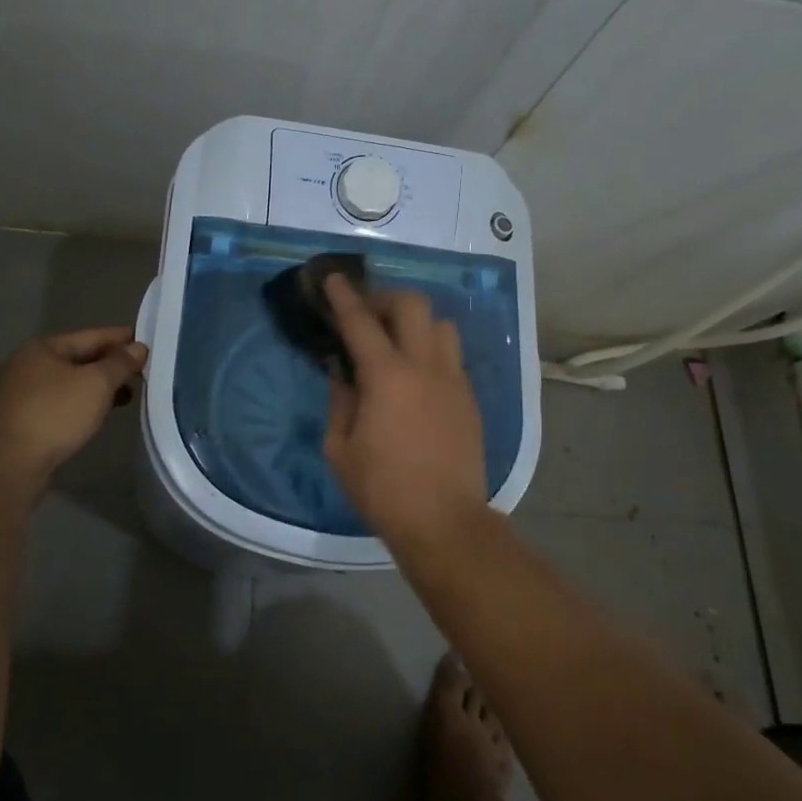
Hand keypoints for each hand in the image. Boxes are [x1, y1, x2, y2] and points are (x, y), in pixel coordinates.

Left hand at [0, 326, 147, 481]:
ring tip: (132, 391)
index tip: (149, 341)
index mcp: (44, 347)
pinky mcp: (30, 417)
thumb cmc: (56, 413)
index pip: (92, 336)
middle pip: (82, 357)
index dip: (122, 339)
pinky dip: (88, 401)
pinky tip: (106, 410)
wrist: (14, 463)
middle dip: (113, 363)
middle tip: (145, 368)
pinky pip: (67, 400)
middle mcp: (32, 364)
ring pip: (75, 381)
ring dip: (103, 385)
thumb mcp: (97, 383)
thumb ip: (121, 363)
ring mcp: (28, 392)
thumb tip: (139, 348)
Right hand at [322, 275, 488, 545]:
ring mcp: (453, 380)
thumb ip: (340, 401)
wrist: (444, 522)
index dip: (344, 296)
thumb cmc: (383, 489)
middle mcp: (425, 366)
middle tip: (367, 315)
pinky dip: (431, 350)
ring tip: (397, 343)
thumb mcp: (340, 449)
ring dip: (416, 323)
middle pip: (413, 305)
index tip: (333, 278)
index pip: (361, 321)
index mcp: (387, 377)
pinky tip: (417, 375)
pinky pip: (451, 356)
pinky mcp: (469, 398)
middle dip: (386, 299)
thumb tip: (343, 373)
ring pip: (441, 325)